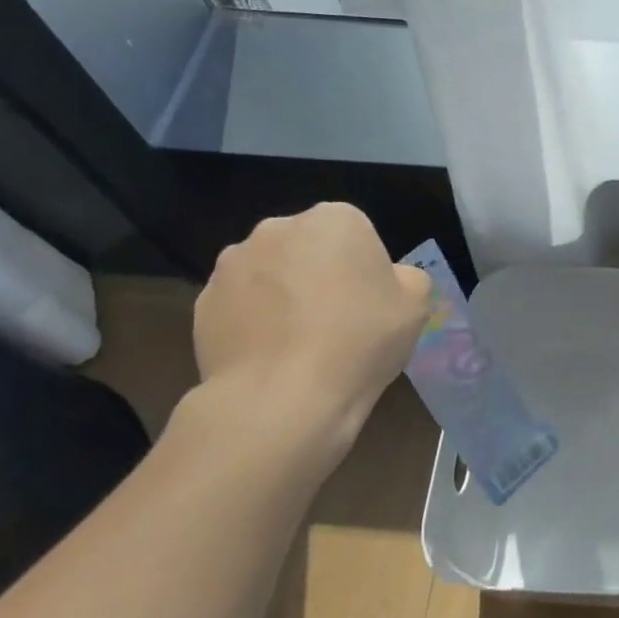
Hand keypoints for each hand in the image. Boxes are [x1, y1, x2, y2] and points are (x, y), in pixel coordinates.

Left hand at [192, 203, 431, 468]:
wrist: (282, 398)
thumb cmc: (360, 340)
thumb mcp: (415, 306)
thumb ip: (406, 278)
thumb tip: (387, 279)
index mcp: (335, 219)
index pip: (356, 233)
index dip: (365, 268)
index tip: (369, 301)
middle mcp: (277, 228)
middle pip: (308, 247)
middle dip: (319, 273)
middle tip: (336, 320)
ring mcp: (233, 264)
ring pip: (270, 274)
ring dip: (283, 295)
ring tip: (298, 343)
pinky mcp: (202, 302)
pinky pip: (239, 305)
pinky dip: (253, 322)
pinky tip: (270, 356)